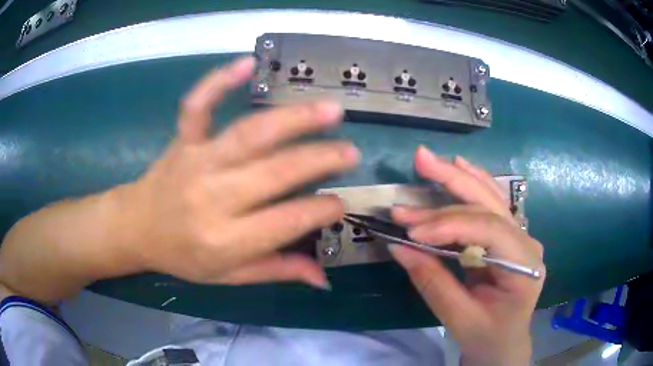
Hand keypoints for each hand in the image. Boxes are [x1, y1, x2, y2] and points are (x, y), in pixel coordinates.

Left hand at [118, 57, 358, 288]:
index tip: (341, 203)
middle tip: (350, 152)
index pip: (287, 222)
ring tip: (331, 110)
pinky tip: (248, 63)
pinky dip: (220, 81)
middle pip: (276, 172)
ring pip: (250, 134)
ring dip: (294, 119)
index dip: (321, 211)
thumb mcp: (229, 276)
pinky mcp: (183, 139)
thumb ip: (277, 271)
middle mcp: (213, 198)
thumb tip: (323, 278)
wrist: (137, 227)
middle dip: (320, 160)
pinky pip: (198, 105)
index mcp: (225, 240)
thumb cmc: (182, 256)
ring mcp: (196, 161)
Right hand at [390, 147, 544, 364]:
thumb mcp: (459, 318)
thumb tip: (398, 247)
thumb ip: (432, 281)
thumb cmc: (487, 337)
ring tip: (431, 161)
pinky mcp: (507, 236)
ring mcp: (520, 236)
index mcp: (525, 266)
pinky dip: (472, 185)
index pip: (489, 231)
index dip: (449, 224)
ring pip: (491, 198)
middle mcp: (527, 243)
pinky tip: (460, 167)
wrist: (503, 343)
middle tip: (420, 161)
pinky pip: (490, 205)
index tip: (410, 229)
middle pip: (490, 204)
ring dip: (459, 178)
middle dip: (453, 183)